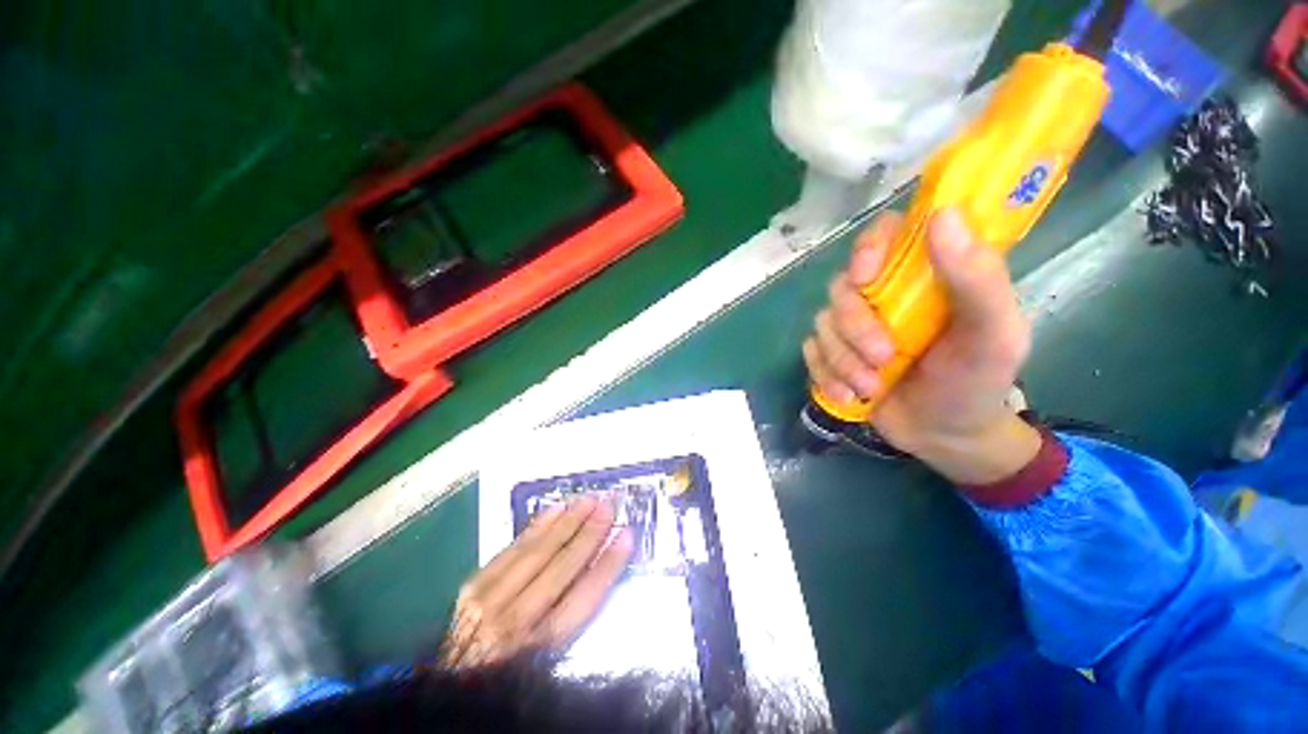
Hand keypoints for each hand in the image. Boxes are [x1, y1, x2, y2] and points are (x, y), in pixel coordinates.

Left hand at [440, 495, 632, 667]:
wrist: (452, 680)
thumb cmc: (509, 672)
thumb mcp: (548, 656)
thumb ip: (571, 613)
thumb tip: (599, 564)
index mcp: (539, 647)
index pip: (583, 598)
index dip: (608, 564)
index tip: (626, 536)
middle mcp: (516, 622)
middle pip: (562, 568)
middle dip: (590, 533)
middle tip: (609, 505)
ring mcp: (490, 600)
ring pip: (538, 552)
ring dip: (568, 522)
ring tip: (589, 499)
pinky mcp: (474, 585)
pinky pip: (512, 548)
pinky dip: (537, 526)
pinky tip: (556, 508)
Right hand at [802, 208, 1040, 484]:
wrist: (943, 436)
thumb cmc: (976, 382)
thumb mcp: (994, 334)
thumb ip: (978, 278)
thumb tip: (943, 215)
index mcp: (923, 276)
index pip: (885, 234)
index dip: (867, 247)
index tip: (865, 276)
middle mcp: (882, 295)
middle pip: (842, 287)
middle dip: (856, 326)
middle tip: (883, 357)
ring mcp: (852, 327)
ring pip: (822, 324)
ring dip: (843, 359)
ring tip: (870, 387)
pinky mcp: (832, 354)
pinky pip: (810, 353)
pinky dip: (826, 375)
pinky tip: (849, 396)